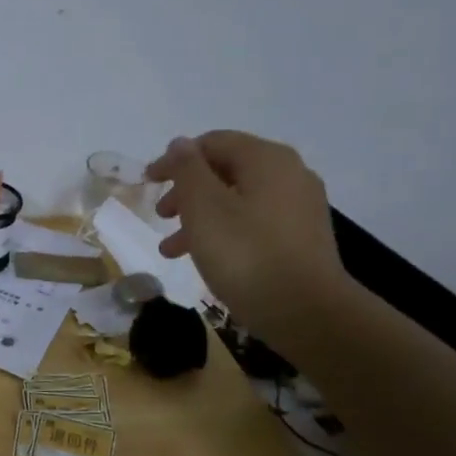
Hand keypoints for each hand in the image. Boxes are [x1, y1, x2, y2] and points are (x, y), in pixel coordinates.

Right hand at [144, 131, 351, 338]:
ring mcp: (299, 208)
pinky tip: (204, 259)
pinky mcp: (301, 238)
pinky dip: (223, 232)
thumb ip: (187, 170)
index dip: (175, 159)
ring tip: (171, 248)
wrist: (306, 313)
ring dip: (199, 217)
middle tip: (161, 214)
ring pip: (236, 200)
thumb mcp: (203, 207)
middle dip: (187, 191)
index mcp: (266, 159)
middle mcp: (289, 175)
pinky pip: (252, 223)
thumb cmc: (245, 253)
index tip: (148, 182)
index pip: (212, 143)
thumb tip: (181, 144)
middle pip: (225, 170)